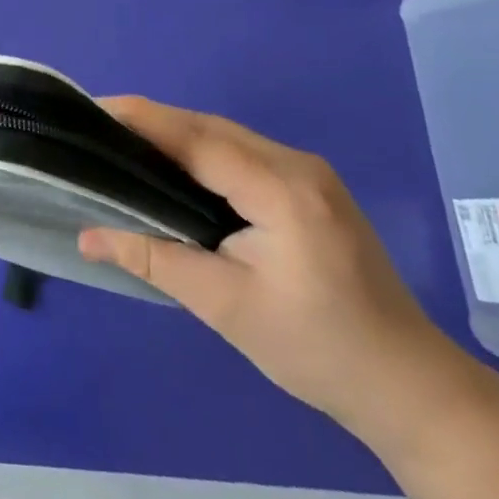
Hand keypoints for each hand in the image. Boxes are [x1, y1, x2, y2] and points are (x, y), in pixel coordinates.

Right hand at [78, 98, 485, 449]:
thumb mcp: (226, 307)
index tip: (90, 110)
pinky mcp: (311, 186)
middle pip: (209, 127)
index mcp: (283, 192)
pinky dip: (201, 149)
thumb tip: (86, 238)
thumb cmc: (319, 351)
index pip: (197, 139)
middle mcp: (298, 166)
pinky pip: (242, 151)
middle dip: (151, 121)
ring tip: (123, 141)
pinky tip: (174, 165)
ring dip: (175, 133)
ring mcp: (310, 172)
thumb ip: (154, 259)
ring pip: (226, 135)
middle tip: (96, 127)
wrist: (411, 388)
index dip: (141, 119)